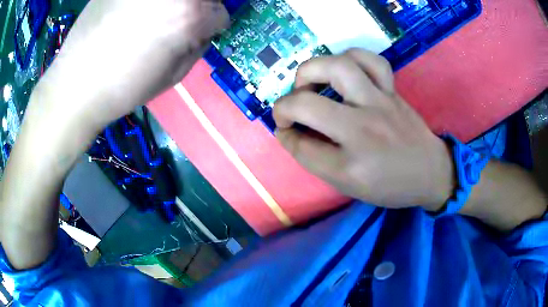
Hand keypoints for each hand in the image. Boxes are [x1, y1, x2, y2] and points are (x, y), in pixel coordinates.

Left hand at [34, 0, 228, 133]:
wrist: (75, 86)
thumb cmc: (123, 88)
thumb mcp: (173, 76)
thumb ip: (196, 45)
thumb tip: (202, 30)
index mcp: (189, 15)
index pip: (220, 13)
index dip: (210, 27)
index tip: (197, 35)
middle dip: (197, 8)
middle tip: (179, 22)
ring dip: (173, 4)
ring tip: (153, 18)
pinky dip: (146, 3)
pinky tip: (132, 15)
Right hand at [273, 49, 453, 209]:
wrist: (430, 172)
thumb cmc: (389, 185)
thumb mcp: (348, 185)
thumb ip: (315, 159)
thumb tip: (289, 133)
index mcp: (351, 165)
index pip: (300, 145)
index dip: (284, 135)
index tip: (284, 131)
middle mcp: (363, 129)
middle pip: (307, 103)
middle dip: (284, 105)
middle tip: (290, 109)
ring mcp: (380, 103)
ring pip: (338, 67)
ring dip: (312, 70)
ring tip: (310, 82)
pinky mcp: (392, 91)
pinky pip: (370, 60)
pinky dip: (349, 58)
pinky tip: (343, 70)